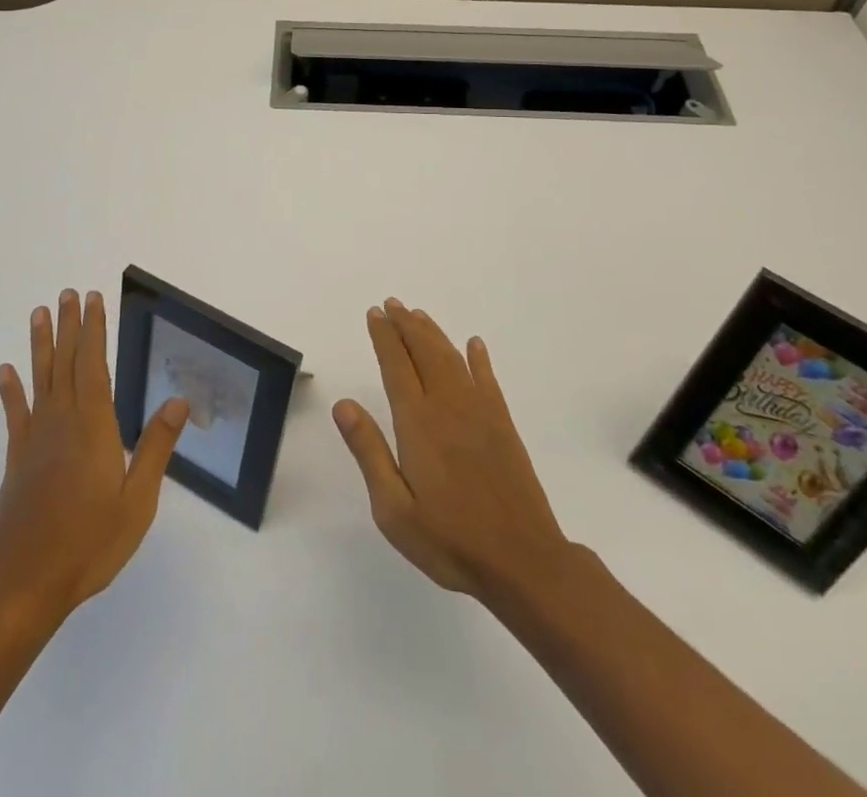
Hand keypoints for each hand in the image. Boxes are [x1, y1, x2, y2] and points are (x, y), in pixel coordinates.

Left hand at [0, 289, 187, 629]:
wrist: (22, 584)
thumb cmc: (88, 543)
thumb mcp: (136, 500)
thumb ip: (155, 447)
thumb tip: (179, 399)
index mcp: (94, 426)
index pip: (94, 365)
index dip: (94, 330)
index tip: (93, 299)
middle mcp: (63, 422)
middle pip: (66, 363)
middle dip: (69, 326)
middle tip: (67, 293)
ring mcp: (35, 439)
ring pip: (40, 379)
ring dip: (40, 345)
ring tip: (38, 313)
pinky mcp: (17, 459)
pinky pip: (15, 414)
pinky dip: (11, 390)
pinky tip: (5, 371)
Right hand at [333, 297, 570, 604]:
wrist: (523, 562)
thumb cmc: (450, 541)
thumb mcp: (394, 509)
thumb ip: (369, 452)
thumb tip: (343, 404)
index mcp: (418, 423)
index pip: (396, 365)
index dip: (384, 337)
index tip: (374, 313)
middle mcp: (448, 406)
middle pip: (424, 352)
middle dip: (406, 325)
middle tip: (392, 304)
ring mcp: (480, 413)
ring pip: (452, 359)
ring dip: (433, 333)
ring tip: (417, 314)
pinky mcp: (504, 426)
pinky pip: (488, 380)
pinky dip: (479, 359)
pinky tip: (474, 345)